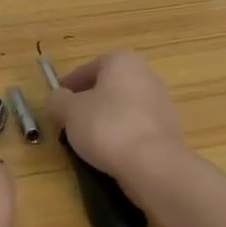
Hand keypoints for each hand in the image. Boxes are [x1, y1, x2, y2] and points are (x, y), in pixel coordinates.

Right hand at [45, 51, 188, 196]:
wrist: (153, 164)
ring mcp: (161, 103)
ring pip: (123, 107)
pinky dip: (122, 135)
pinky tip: (110, 152)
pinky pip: (136, 127)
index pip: (87, 68)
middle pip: (108, 86)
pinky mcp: (169, 129)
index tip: (57, 102)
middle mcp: (146, 75)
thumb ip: (58, 100)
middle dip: (88, 102)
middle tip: (70, 120)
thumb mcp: (68, 111)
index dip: (68, 85)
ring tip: (87, 140)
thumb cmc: (106, 126)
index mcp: (122, 61)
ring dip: (105, 119)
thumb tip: (58, 100)